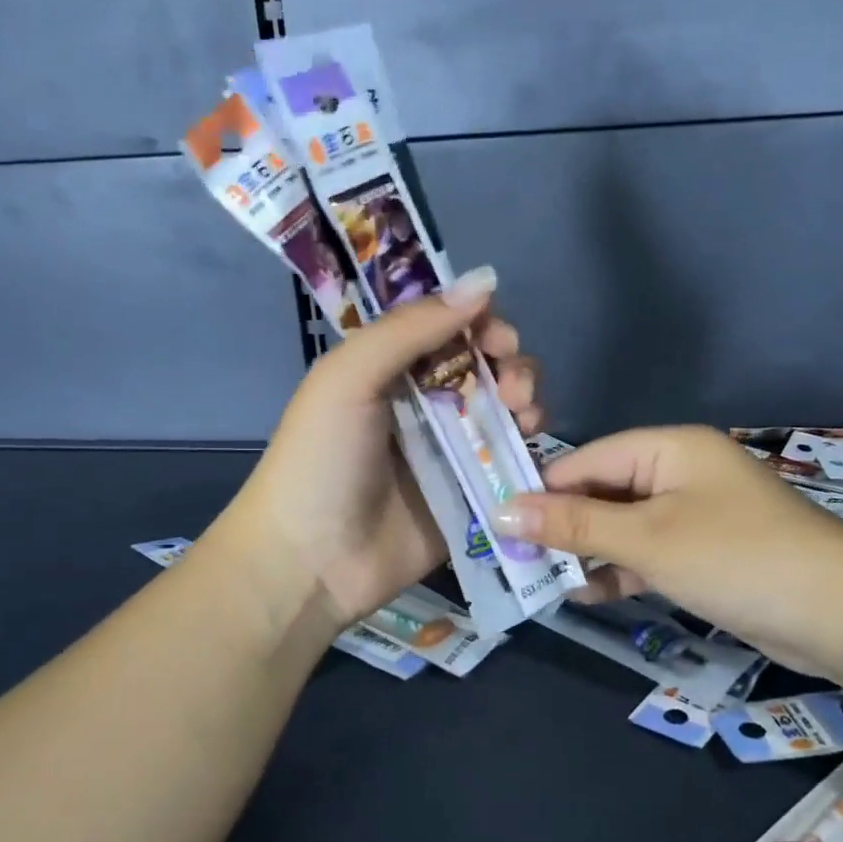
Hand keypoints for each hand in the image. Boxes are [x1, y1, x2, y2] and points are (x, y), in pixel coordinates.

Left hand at [228, 266, 544, 625]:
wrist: (312, 560)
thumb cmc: (322, 459)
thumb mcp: (350, 377)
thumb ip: (412, 328)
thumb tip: (485, 280)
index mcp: (391, 367)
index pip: (451, 327)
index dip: (482, 323)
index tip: (498, 339)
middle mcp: (425, 402)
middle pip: (487, 365)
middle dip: (511, 364)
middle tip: (512, 388)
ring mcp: (451, 450)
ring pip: (506, 409)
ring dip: (526, 400)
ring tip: (523, 415)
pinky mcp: (471, 493)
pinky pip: (510, 460)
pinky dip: (528, 446)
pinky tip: (530, 446)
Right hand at [491, 426, 842, 673]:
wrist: (839, 613)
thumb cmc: (734, 557)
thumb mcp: (645, 539)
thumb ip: (573, 525)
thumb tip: (502, 513)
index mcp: (669, 447)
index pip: (587, 459)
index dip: (542, 491)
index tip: (499, 524)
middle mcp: (680, 472)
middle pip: (604, 492)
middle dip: (562, 526)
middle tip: (514, 560)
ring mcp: (696, 514)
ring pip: (624, 526)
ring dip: (587, 552)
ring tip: (541, 582)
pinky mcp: (707, 553)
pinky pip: (649, 553)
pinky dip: (620, 570)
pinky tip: (586, 595)